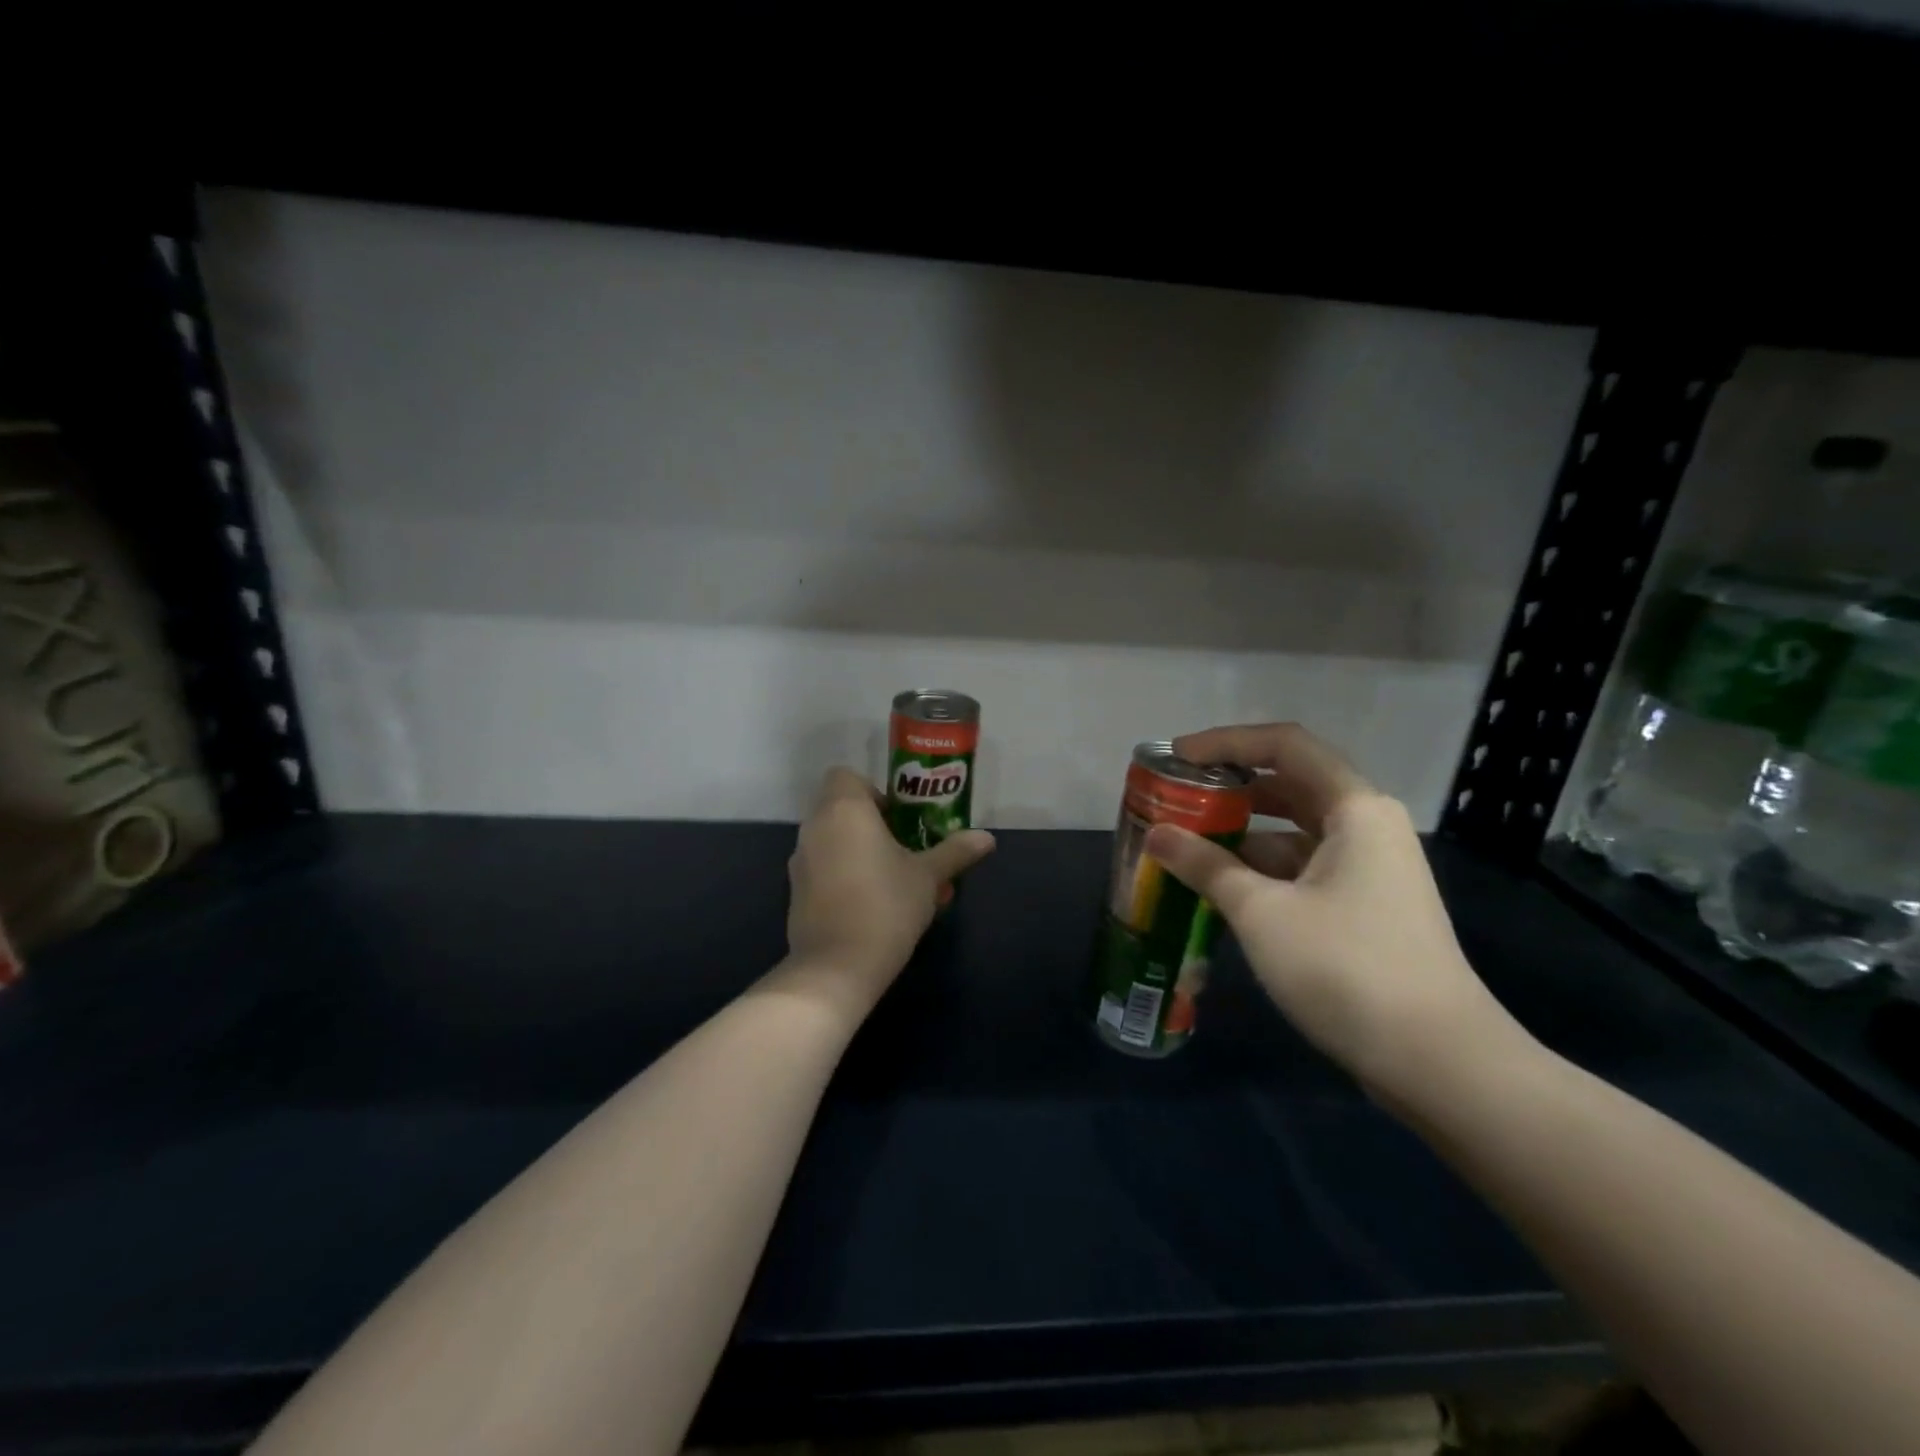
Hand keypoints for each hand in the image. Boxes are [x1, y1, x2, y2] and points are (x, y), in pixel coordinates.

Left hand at [781, 767, 995, 1020]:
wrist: (836, 967)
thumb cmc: (886, 906)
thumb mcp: (928, 877)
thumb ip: (955, 852)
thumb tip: (987, 838)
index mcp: (844, 810)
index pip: (845, 776)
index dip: (873, 791)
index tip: (898, 818)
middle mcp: (815, 827)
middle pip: (840, 808)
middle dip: (871, 823)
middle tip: (903, 848)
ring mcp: (800, 861)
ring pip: (831, 840)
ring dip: (857, 849)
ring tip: (892, 879)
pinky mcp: (795, 891)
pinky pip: (822, 868)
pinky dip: (841, 874)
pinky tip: (870, 903)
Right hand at [1144, 723, 1526, 1106]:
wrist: (1438, 1063)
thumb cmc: (1347, 968)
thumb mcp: (1262, 912)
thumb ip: (1205, 865)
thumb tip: (1156, 835)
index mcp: (1355, 808)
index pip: (1284, 745)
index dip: (1225, 742)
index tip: (1176, 757)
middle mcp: (1366, 826)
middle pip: (1289, 784)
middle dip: (1228, 788)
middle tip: (1175, 800)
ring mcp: (1368, 869)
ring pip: (1293, 831)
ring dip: (1240, 834)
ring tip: (1184, 846)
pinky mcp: (1363, 907)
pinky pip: (1301, 868)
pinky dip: (1259, 870)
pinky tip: (1219, 889)